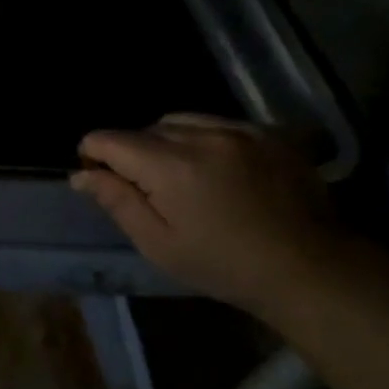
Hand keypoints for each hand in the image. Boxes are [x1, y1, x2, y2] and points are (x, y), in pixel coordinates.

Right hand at [70, 113, 353, 315]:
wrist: (308, 268)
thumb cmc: (222, 264)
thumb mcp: (157, 243)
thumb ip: (117, 201)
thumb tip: (80, 174)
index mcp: (170, 166)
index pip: (109, 139)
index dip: (93, 154)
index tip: (97, 177)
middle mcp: (202, 136)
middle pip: (145, 128)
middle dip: (133, 151)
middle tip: (144, 188)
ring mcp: (240, 130)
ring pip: (181, 121)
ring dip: (168, 141)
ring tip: (180, 175)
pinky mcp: (268, 134)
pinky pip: (218, 123)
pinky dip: (204, 138)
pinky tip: (214, 168)